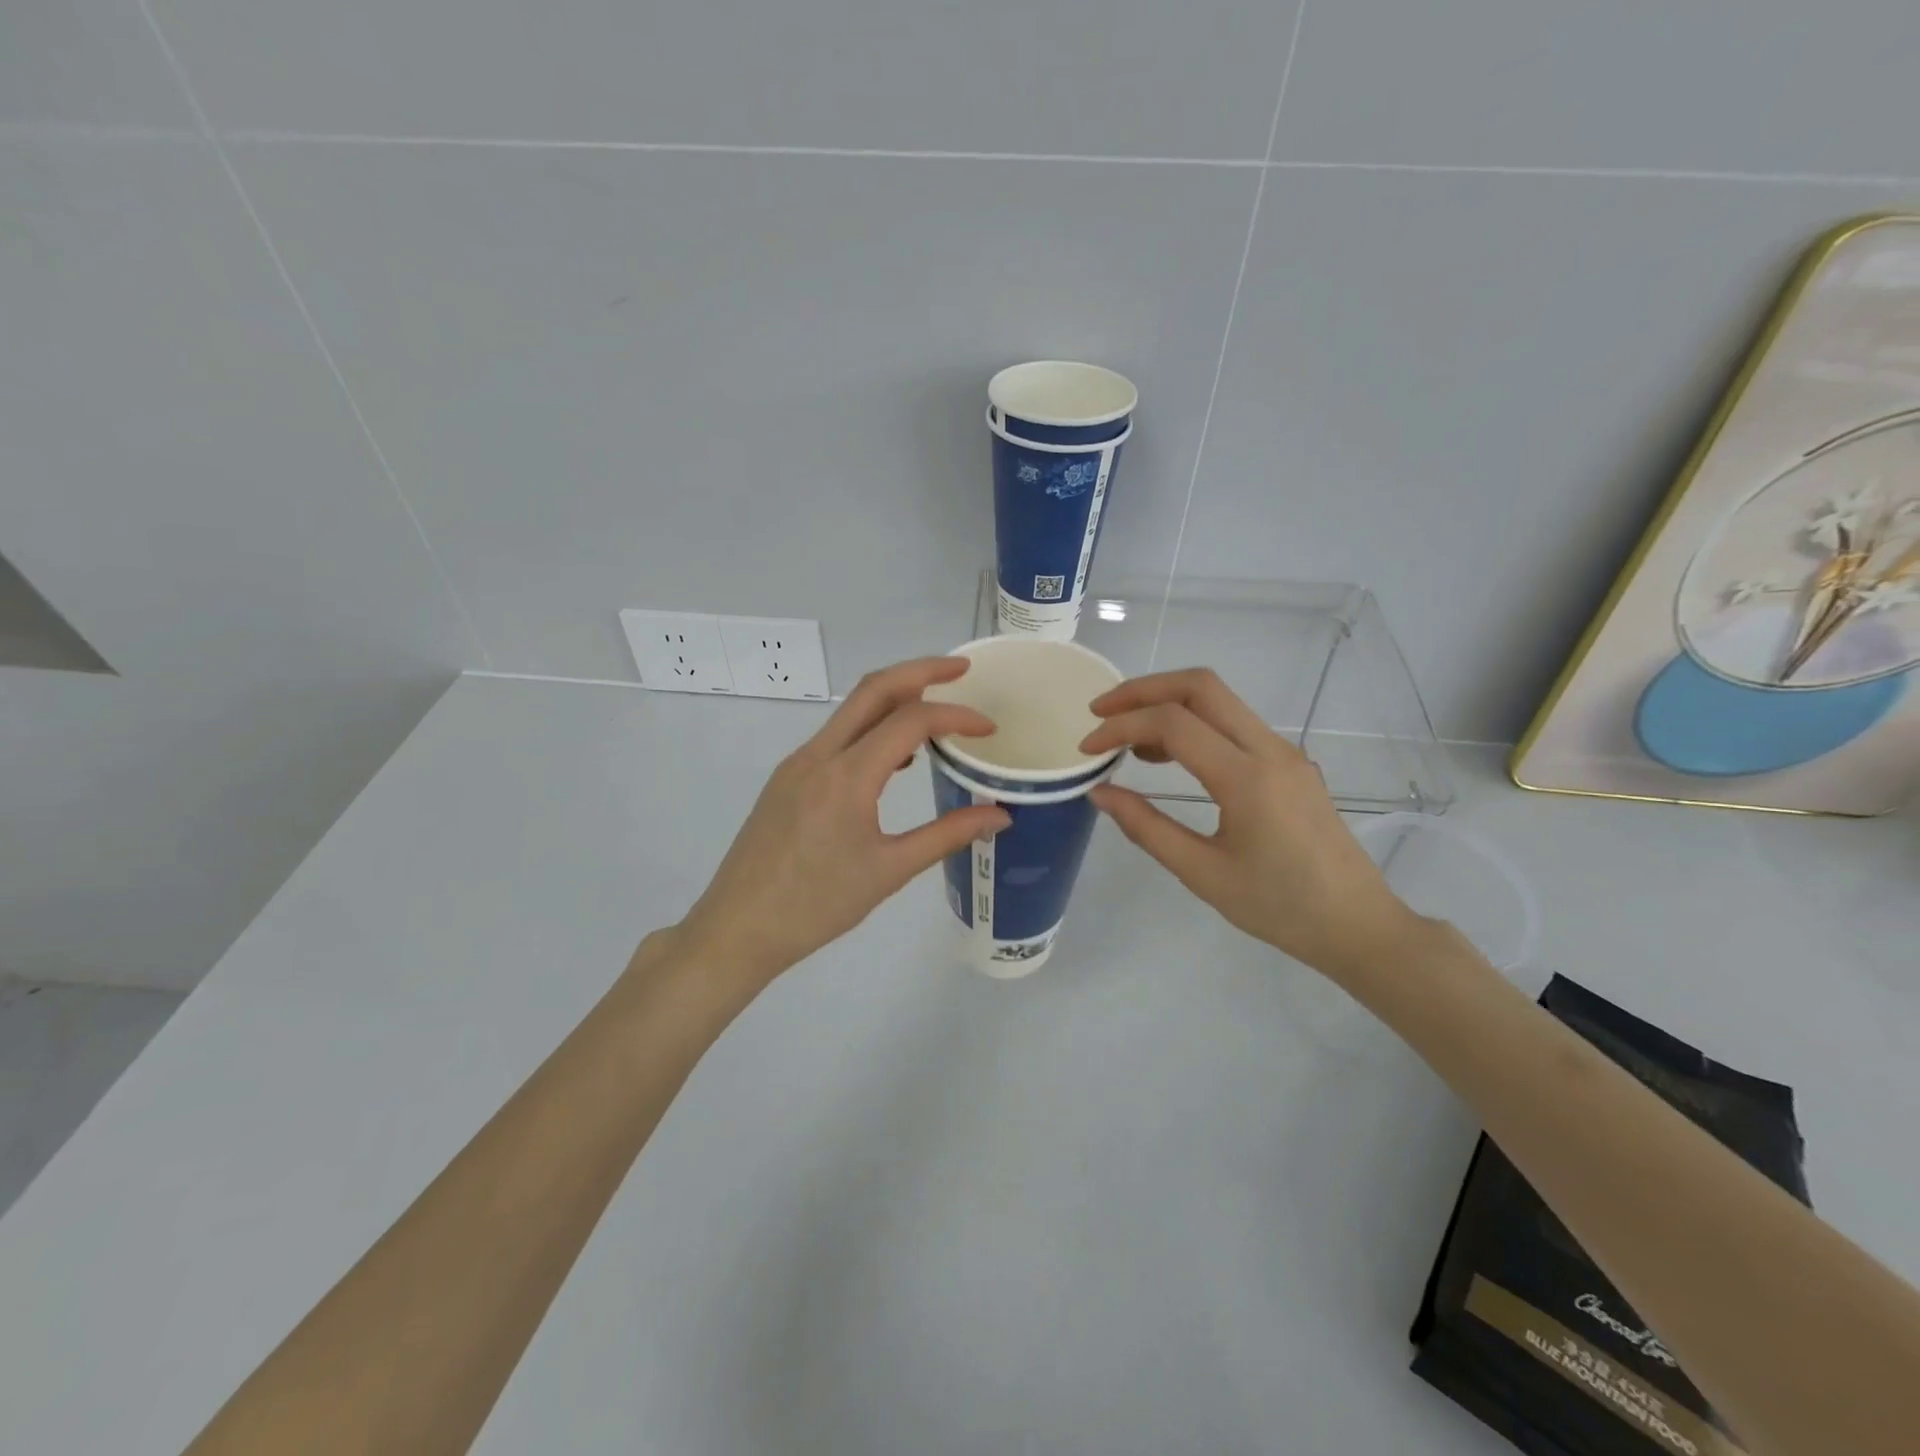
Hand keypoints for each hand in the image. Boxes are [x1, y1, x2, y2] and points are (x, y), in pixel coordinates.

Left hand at [674, 657, 1010, 983]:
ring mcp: (797, 763)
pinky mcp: (787, 778)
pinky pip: (836, 736)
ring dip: (894, 697)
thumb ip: (947, 835)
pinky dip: (871, 727)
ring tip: (935, 710)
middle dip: (921, 670)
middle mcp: (819, 755)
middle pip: (873, 688)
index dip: (956, 716)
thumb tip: (999, 815)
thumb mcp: (890, 871)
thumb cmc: (816, 906)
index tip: (988, 729)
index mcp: (847, 776)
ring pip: (851, 709)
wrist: (737, 928)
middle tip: (961, 670)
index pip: (910, 721)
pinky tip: (894, 759)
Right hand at [1079, 668, 1426, 980]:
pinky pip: (1234, 724)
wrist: (1357, 924)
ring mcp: (1284, 752)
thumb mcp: (1202, 873)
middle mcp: (1269, 750)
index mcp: (1247, 778)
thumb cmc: (1278, 907)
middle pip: (1200, 686)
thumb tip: (1100, 792)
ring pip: (1219, 699)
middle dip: (1143, 689)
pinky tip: (1168, 756)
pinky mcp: (1289, 762)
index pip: (1173, 723)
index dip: (1121, 726)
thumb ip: (1146, 827)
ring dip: (1167, 704)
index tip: (1087, 748)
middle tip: (1101, 713)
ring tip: (1126, 740)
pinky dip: (1192, 724)